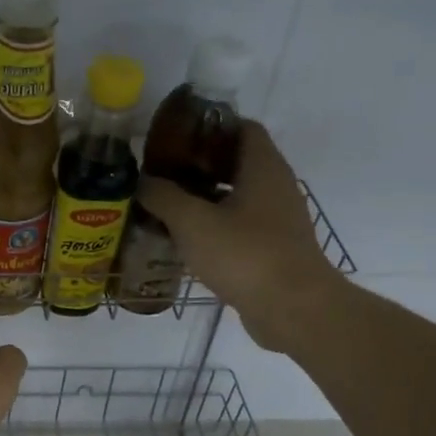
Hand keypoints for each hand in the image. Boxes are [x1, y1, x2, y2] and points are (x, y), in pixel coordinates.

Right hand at [137, 120, 344, 354]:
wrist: (292, 309)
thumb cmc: (244, 254)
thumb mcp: (192, 221)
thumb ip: (163, 196)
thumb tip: (143, 181)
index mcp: (263, 167)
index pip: (241, 127)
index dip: (209, 126)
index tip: (175, 136)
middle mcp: (275, 186)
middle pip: (236, 162)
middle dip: (198, 164)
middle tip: (161, 172)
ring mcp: (277, 220)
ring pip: (236, 196)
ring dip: (203, 198)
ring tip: (165, 205)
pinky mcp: (272, 249)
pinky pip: (239, 226)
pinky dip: (213, 225)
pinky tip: (184, 239)